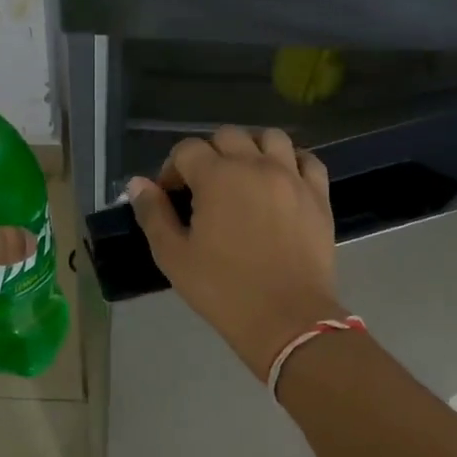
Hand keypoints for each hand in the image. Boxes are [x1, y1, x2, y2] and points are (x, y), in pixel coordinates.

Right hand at [126, 126, 342, 377]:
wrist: (287, 319)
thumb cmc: (223, 289)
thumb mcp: (174, 256)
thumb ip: (153, 214)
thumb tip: (138, 183)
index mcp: (217, 177)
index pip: (186, 150)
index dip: (172, 170)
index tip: (170, 197)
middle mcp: (255, 165)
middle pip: (228, 136)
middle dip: (209, 155)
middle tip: (204, 188)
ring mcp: (292, 177)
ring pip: (270, 138)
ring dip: (251, 149)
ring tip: (244, 177)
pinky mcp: (318, 195)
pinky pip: (307, 160)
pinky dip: (291, 162)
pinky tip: (280, 182)